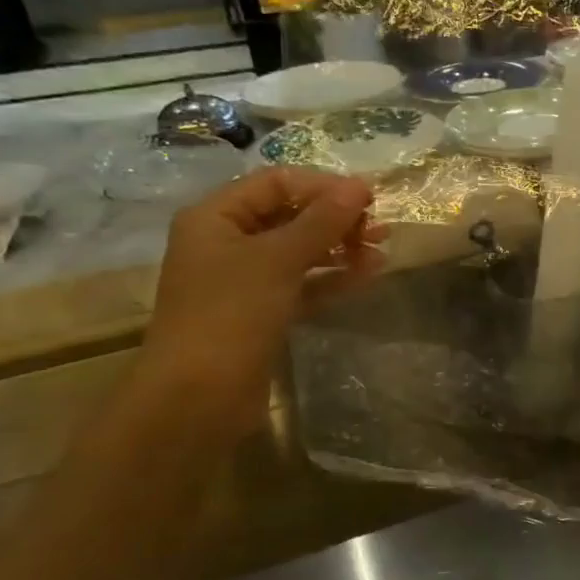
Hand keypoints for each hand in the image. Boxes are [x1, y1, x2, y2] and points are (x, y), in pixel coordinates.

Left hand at [135, 169, 382, 432]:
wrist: (198, 397)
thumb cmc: (231, 314)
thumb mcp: (279, 259)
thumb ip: (322, 221)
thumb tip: (360, 185)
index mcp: (216, 217)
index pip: (276, 182)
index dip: (322, 186)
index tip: (367, 199)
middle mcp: (227, 241)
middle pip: (289, 215)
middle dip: (335, 218)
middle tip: (378, 229)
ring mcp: (245, 280)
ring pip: (300, 251)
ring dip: (340, 247)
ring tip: (381, 249)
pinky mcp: (263, 312)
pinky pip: (303, 283)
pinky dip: (333, 277)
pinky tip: (368, 274)